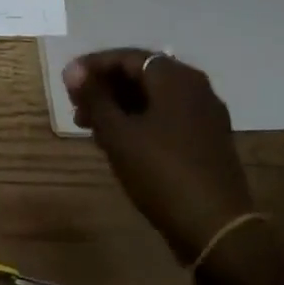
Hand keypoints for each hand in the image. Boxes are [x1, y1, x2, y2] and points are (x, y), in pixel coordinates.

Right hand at [64, 50, 253, 263]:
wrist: (216, 228)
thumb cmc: (161, 172)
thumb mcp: (118, 134)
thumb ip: (94, 98)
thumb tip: (73, 70)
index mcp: (175, 77)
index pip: (126, 57)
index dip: (93, 66)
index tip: (67, 82)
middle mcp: (195, 87)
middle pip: (141, 75)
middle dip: (106, 87)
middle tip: (77, 106)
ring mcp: (205, 114)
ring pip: (154, 98)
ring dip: (121, 106)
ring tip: (91, 127)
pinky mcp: (209, 139)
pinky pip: (168, 116)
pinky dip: (141, 121)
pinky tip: (120, 141)